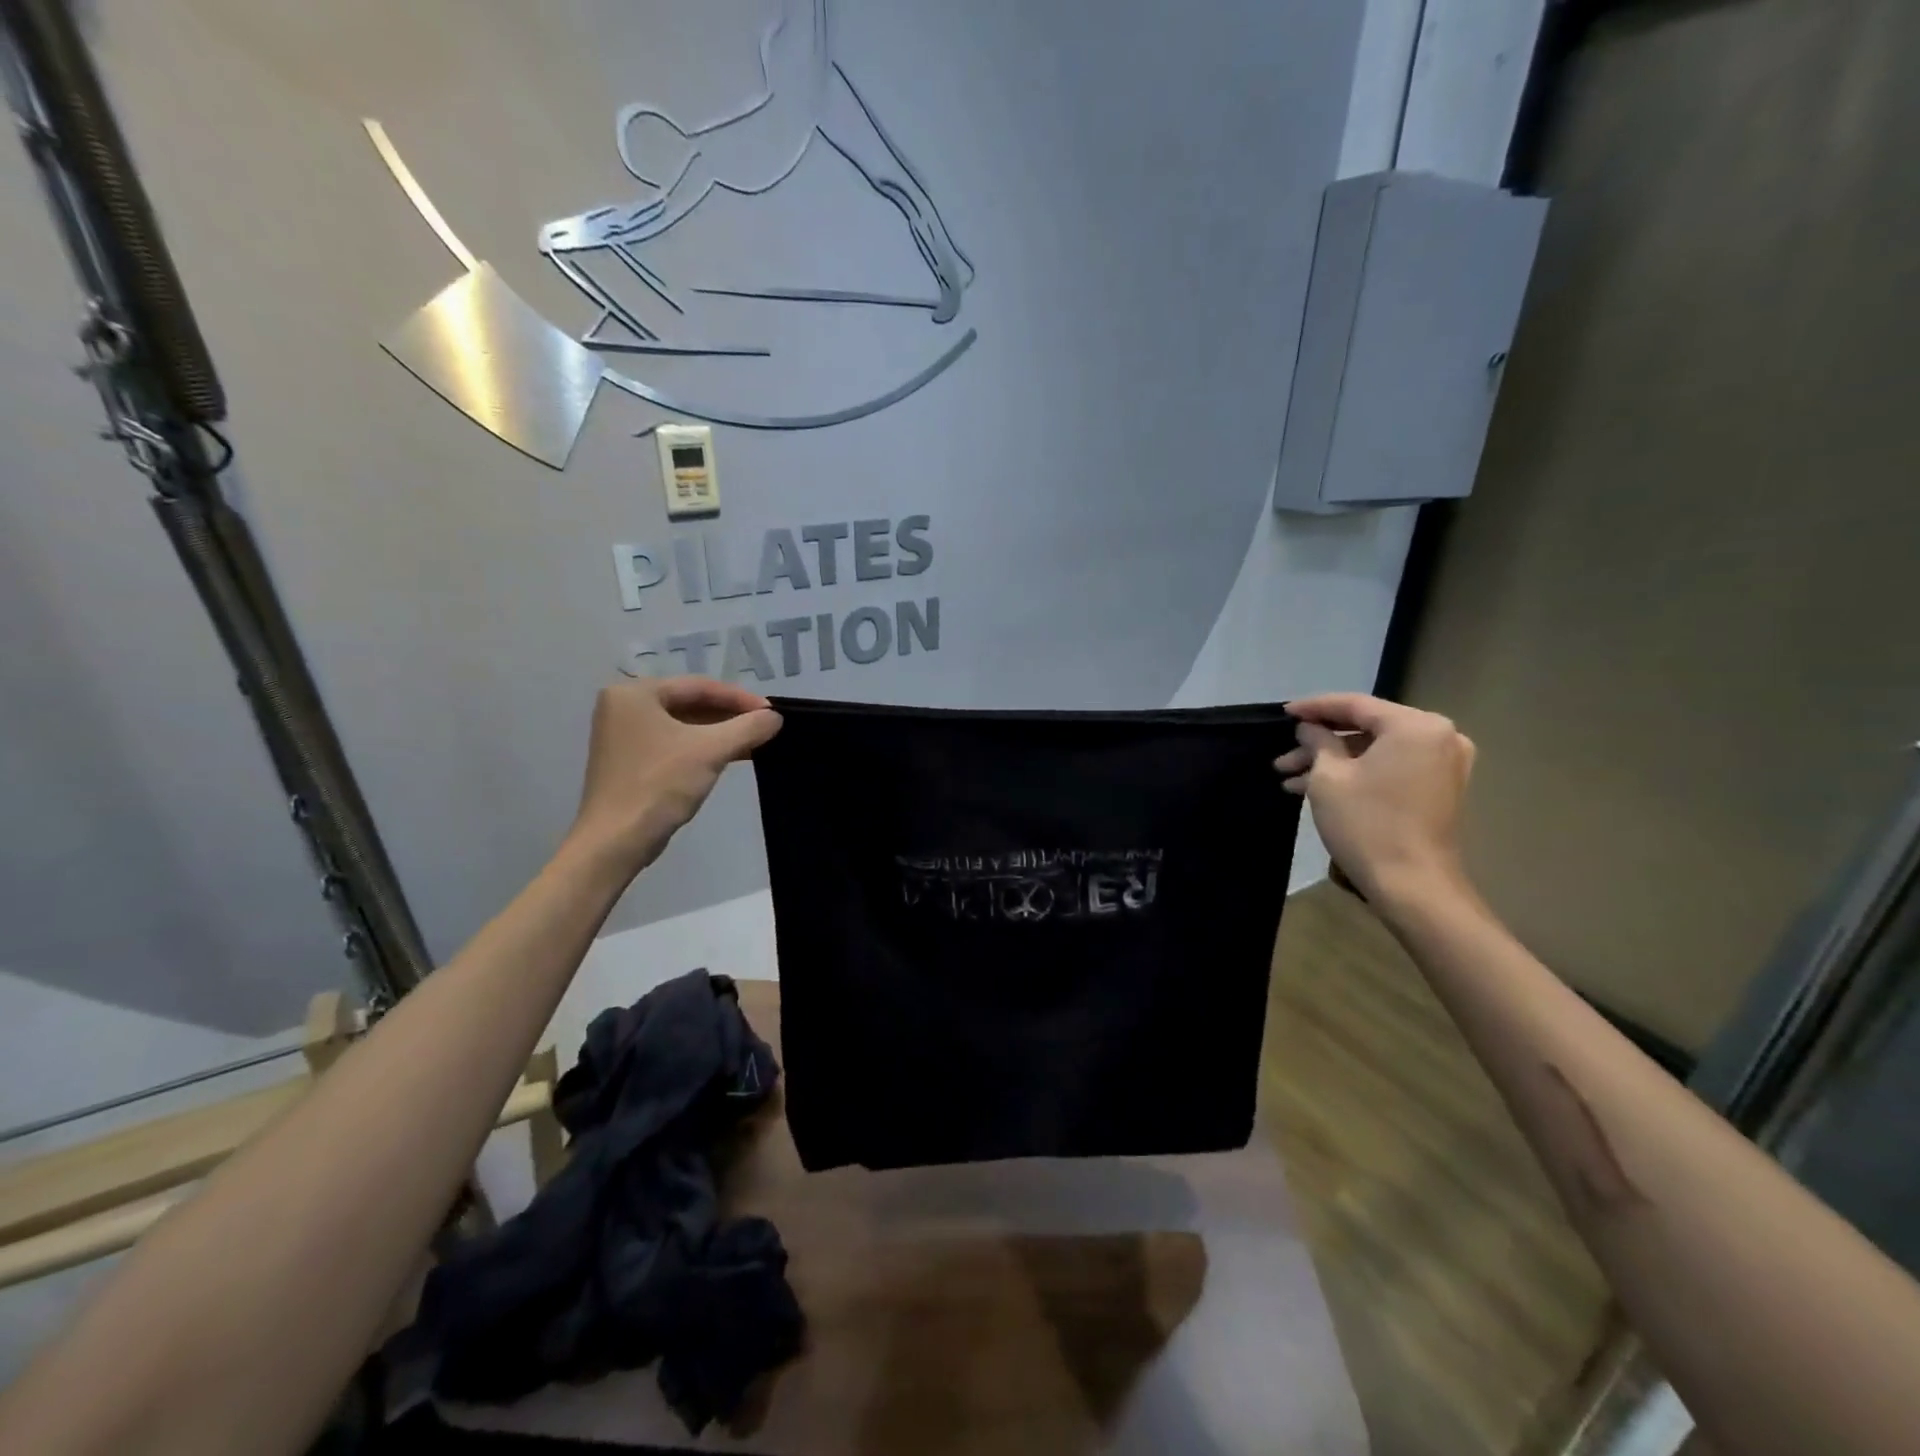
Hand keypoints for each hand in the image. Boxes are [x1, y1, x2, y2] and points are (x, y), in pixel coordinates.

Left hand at [568, 677, 781, 876]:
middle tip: (765, 726)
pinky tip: (730, 756)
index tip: (771, 712)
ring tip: (755, 741)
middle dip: (730, 716)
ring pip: (683, 725)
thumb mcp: (710, 751)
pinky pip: (673, 743)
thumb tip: (775, 717)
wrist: (616, 841)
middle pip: (690, 703)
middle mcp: (623, 707)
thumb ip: (747, 728)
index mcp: (634, 693)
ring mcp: (624, 735)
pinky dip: (702, 747)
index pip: (698, 686)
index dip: (740, 698)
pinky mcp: (629, 760)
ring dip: (719, 733)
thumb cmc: (659, 785)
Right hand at [1274, 693, 1475, 905]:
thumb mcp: (1329, 778)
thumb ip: (1318, 742)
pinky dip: (1357, 773)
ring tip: (1290, 778)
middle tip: (1283, 755)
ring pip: (1375, 751)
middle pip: (1367, 728)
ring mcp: (1443, 763)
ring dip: (1333, 762)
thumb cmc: (1367, 824)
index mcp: (1415, 725)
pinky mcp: (1439, 788)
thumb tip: (1310, 728)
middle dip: (1320, 742)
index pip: (1355, 704)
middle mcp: (1439, 736)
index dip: (1314, 708)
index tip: (1284, 713)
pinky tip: (1316, 788)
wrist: (1412, 885)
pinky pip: (1391, 767)